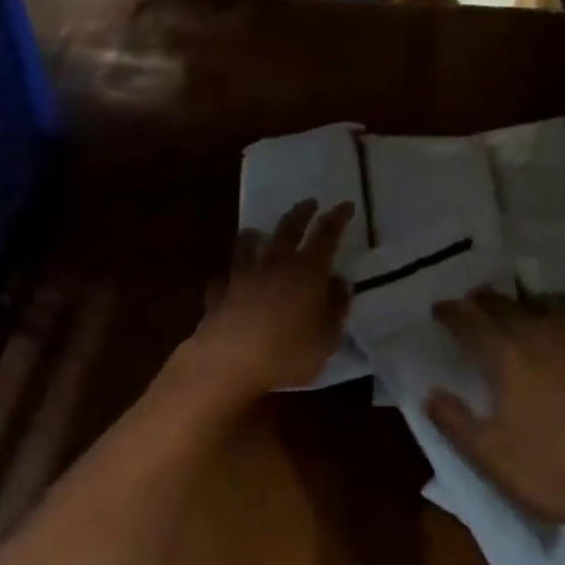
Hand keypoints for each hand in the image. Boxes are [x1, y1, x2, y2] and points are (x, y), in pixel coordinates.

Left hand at [182, 199, 354, 397]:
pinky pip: (225, 278)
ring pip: (248, 245)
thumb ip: (336, 308)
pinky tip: (228, 280)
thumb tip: (339, 283)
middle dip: (301, 213)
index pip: (326, 235)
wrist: (228, 361)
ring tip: (256, 231)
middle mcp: (275, 264)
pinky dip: (229, 276)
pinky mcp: (219, 293)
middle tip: (309, 202)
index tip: (345, 205)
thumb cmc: (287, 352)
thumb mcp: (327, 338)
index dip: (337, 218)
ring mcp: (243, 276)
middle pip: (288, 229)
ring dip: (255, 235)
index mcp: (307, 271)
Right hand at [425, 289, 564, 546]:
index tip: (439, 308)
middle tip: (474, 301)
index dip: (451, 312)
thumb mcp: (490, 456)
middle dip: (485, 300)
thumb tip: (428, 393)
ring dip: (532, 302)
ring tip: (525, 310)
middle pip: (507, 304)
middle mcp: (541, 337)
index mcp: (506, 358)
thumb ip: (454, 421)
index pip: (469, 322)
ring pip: (553, 303)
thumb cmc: (553, 473)